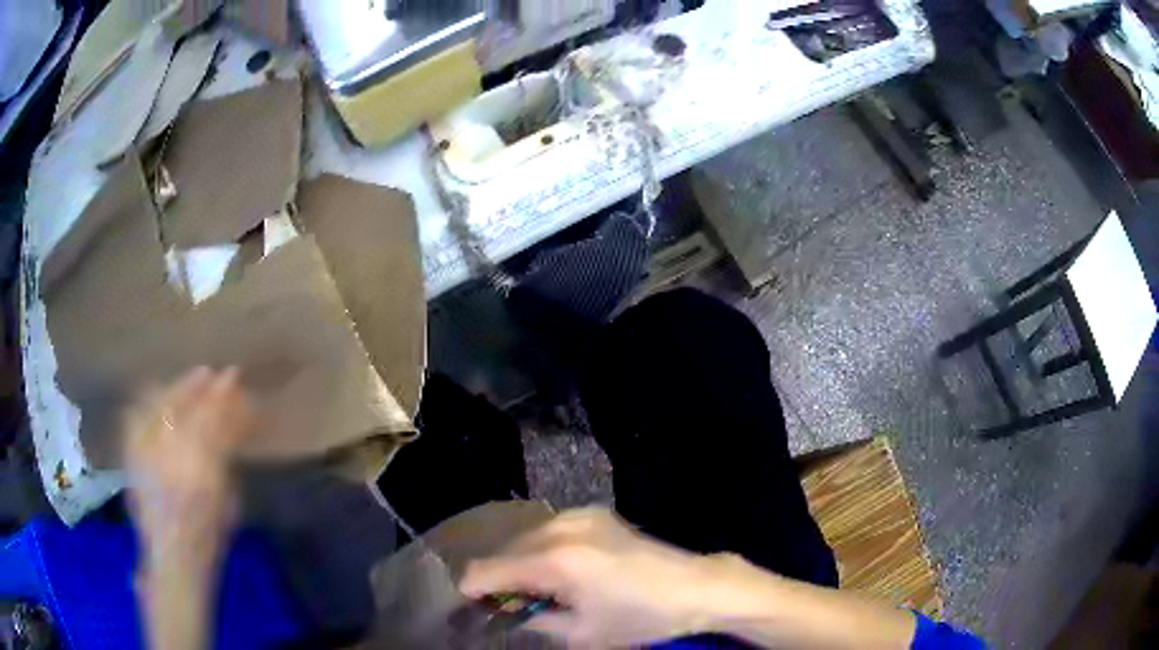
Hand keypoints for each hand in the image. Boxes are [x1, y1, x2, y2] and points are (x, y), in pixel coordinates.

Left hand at [123, 366, 252, 571]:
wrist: (172, 559)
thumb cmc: (208, 535)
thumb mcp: (227, 500)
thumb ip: (224, 457)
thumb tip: (230, 422)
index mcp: (197, 469)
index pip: (210, 418)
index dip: (222, 394)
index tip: (232, 376)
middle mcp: (166, 455)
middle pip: (181, 406)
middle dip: (197, 386)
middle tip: (210, 374)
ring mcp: (143, 453)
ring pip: (156, 405)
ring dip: (173, 390)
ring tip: (185, 385)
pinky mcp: (130, 455)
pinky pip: (136, 417)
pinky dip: (148, 403)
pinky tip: (156, 397)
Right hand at [460, 507, 718, 647]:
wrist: (694, 586)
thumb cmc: (639, 617)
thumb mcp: (581, 632)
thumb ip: (535, 619)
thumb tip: (507, 613)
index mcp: (556, 560)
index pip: (490, 568)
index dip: (472, 587)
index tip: (467, 605)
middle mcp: (561, 528)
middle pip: (505, 549)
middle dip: (495, 576)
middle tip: (499, 604)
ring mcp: (580, 515)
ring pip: (526, 536)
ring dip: (518, 562)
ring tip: (529, 590)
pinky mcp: (595, 514)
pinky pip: (550, 529)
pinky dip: (540, 549)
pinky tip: (554, 570)